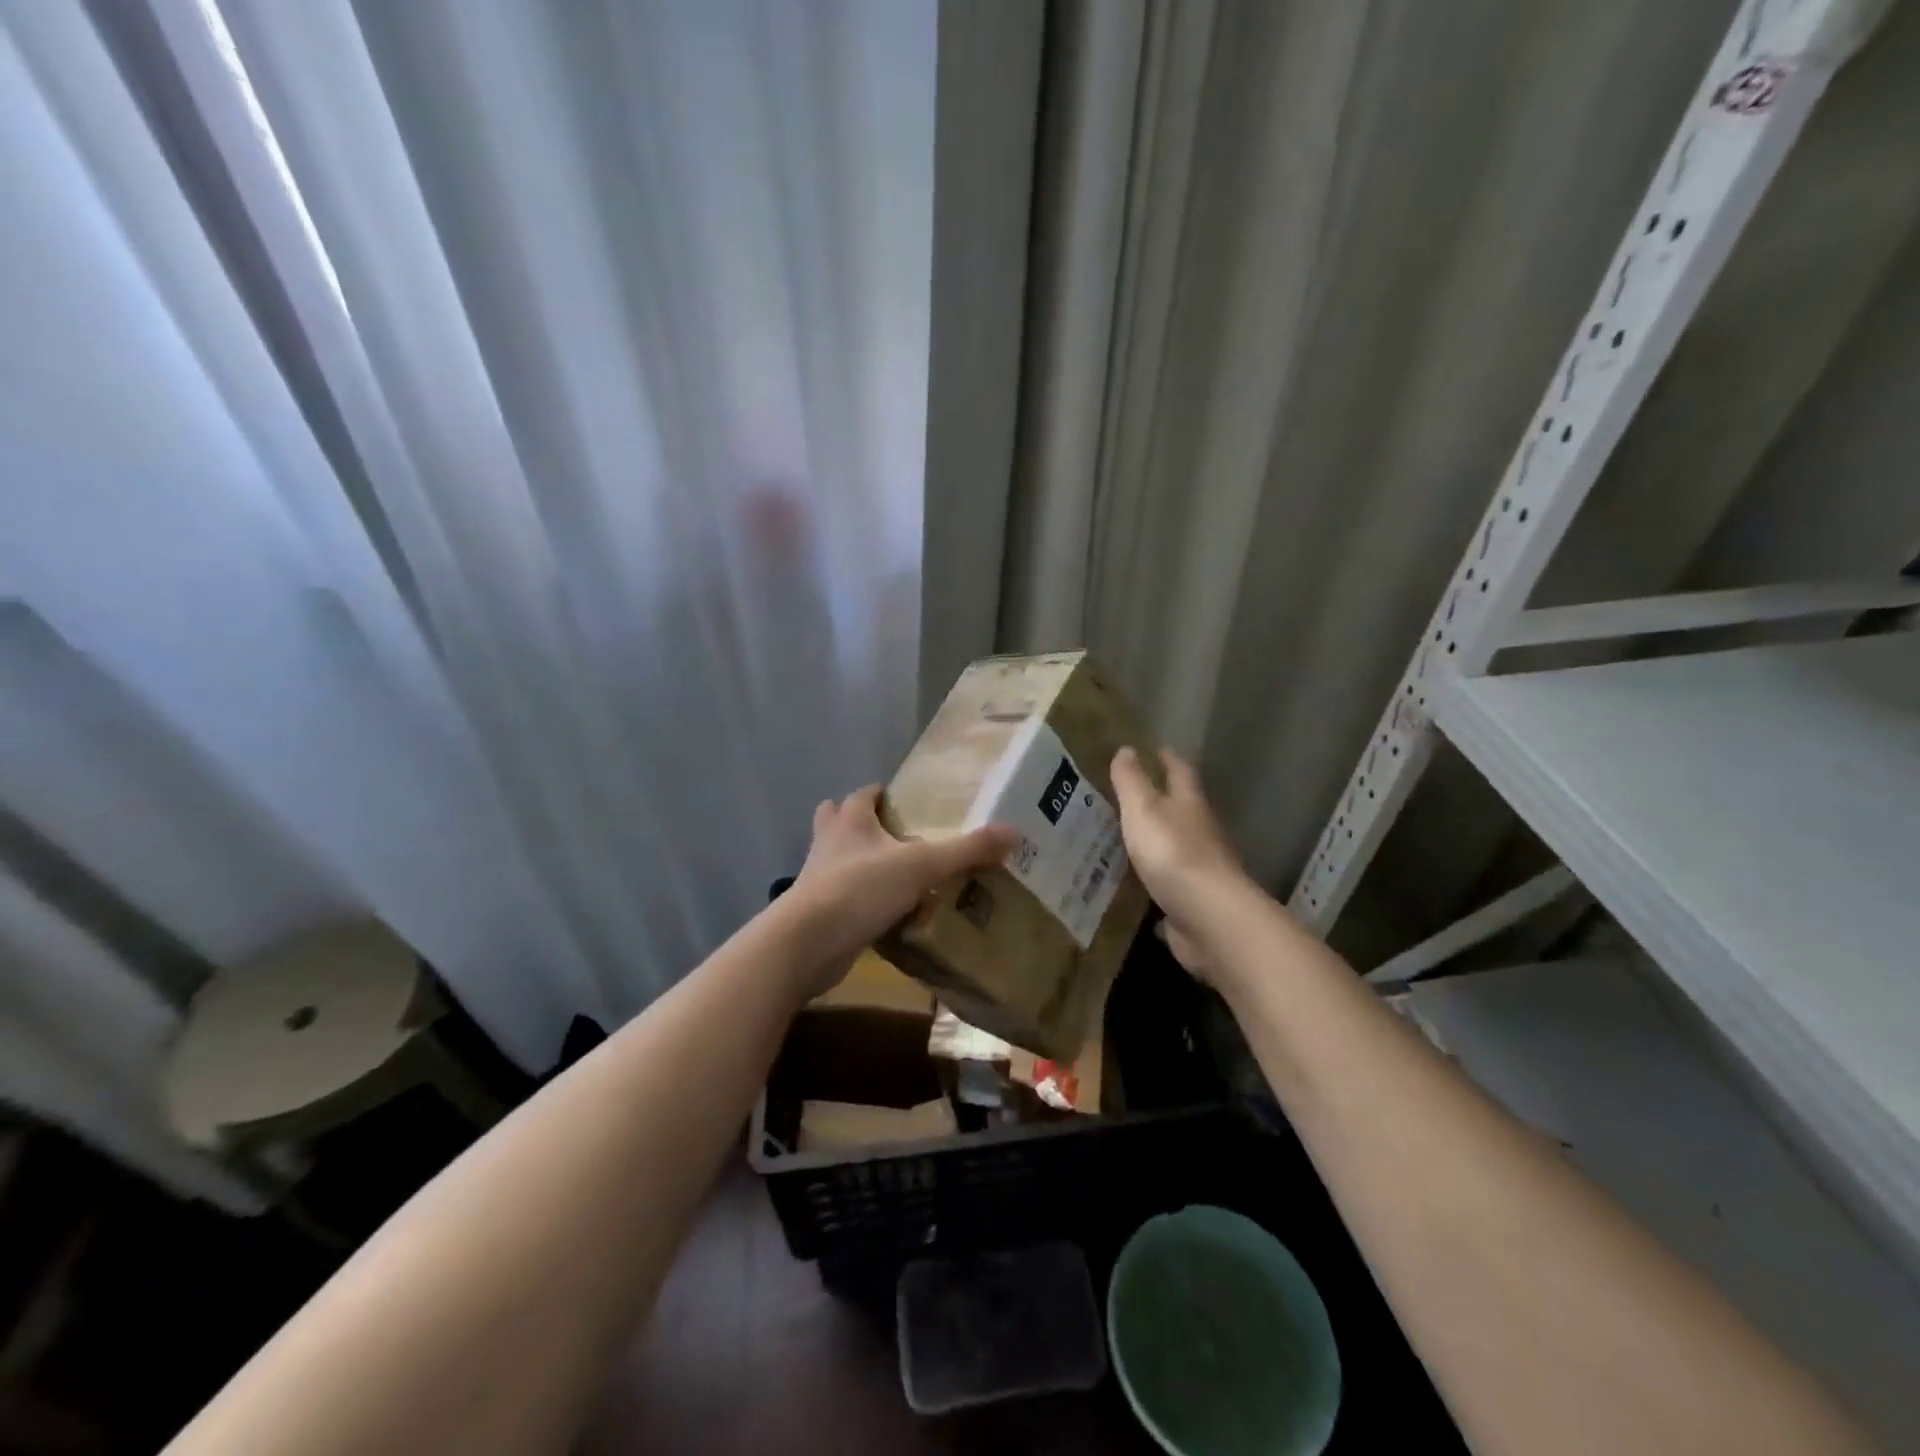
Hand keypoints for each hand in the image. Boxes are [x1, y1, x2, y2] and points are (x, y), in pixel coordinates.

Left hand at [787, 785, 1016, 995]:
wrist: (807, 943)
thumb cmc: (860, 888)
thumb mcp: (922, 866)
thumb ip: (967, 850)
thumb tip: (1014, 832)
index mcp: (850, 821)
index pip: (861, 795)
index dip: (878, 794)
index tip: (900, 800)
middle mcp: (829, 844)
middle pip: (836, 820)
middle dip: (859, 823)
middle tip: (894, 836)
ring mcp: (818, 880)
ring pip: (836, 860)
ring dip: (858, 862)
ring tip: (894, 874)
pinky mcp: (818, 914)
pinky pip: (841, 898)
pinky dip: (859, 901)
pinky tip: (885, 914)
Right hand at [1110, 746, 1249, 981]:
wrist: (1208, 918)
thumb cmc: (1174, 853)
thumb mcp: (1144, 809)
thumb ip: (1132, 782)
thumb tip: (1127, 749)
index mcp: (1189, 806)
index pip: (1180, 773)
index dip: (1169, 760)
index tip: (1158, 748)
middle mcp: (1200, 834)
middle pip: (1184, 810)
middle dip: (1165, 800)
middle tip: (1136, 794)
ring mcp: (1200, 870)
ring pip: (1178, 848)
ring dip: (1159, 841)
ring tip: (1130, 838)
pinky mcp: (1193, 902)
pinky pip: (1171, 886)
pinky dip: (1158, 882)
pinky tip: (1140, 888)